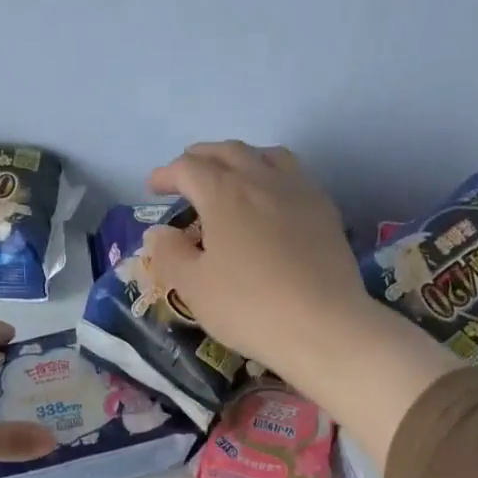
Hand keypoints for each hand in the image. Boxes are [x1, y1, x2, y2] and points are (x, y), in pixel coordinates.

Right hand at [141, 141, 460, 467]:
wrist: (321, 325)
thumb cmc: (248, 306)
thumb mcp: (194, 287)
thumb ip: (170, 254)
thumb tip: (158, 232)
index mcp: (224, 193)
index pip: (189, 169)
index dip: (167, 174)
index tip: (153, 187)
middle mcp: (261, 179)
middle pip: (227, 152)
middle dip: (201, 158)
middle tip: (185, 175)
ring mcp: (298, 190)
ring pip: (265, 156)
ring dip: (239, 159)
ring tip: (230, 176)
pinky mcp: (324, 209)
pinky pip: (293, 175)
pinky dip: (271, 175)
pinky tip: (270, 200)